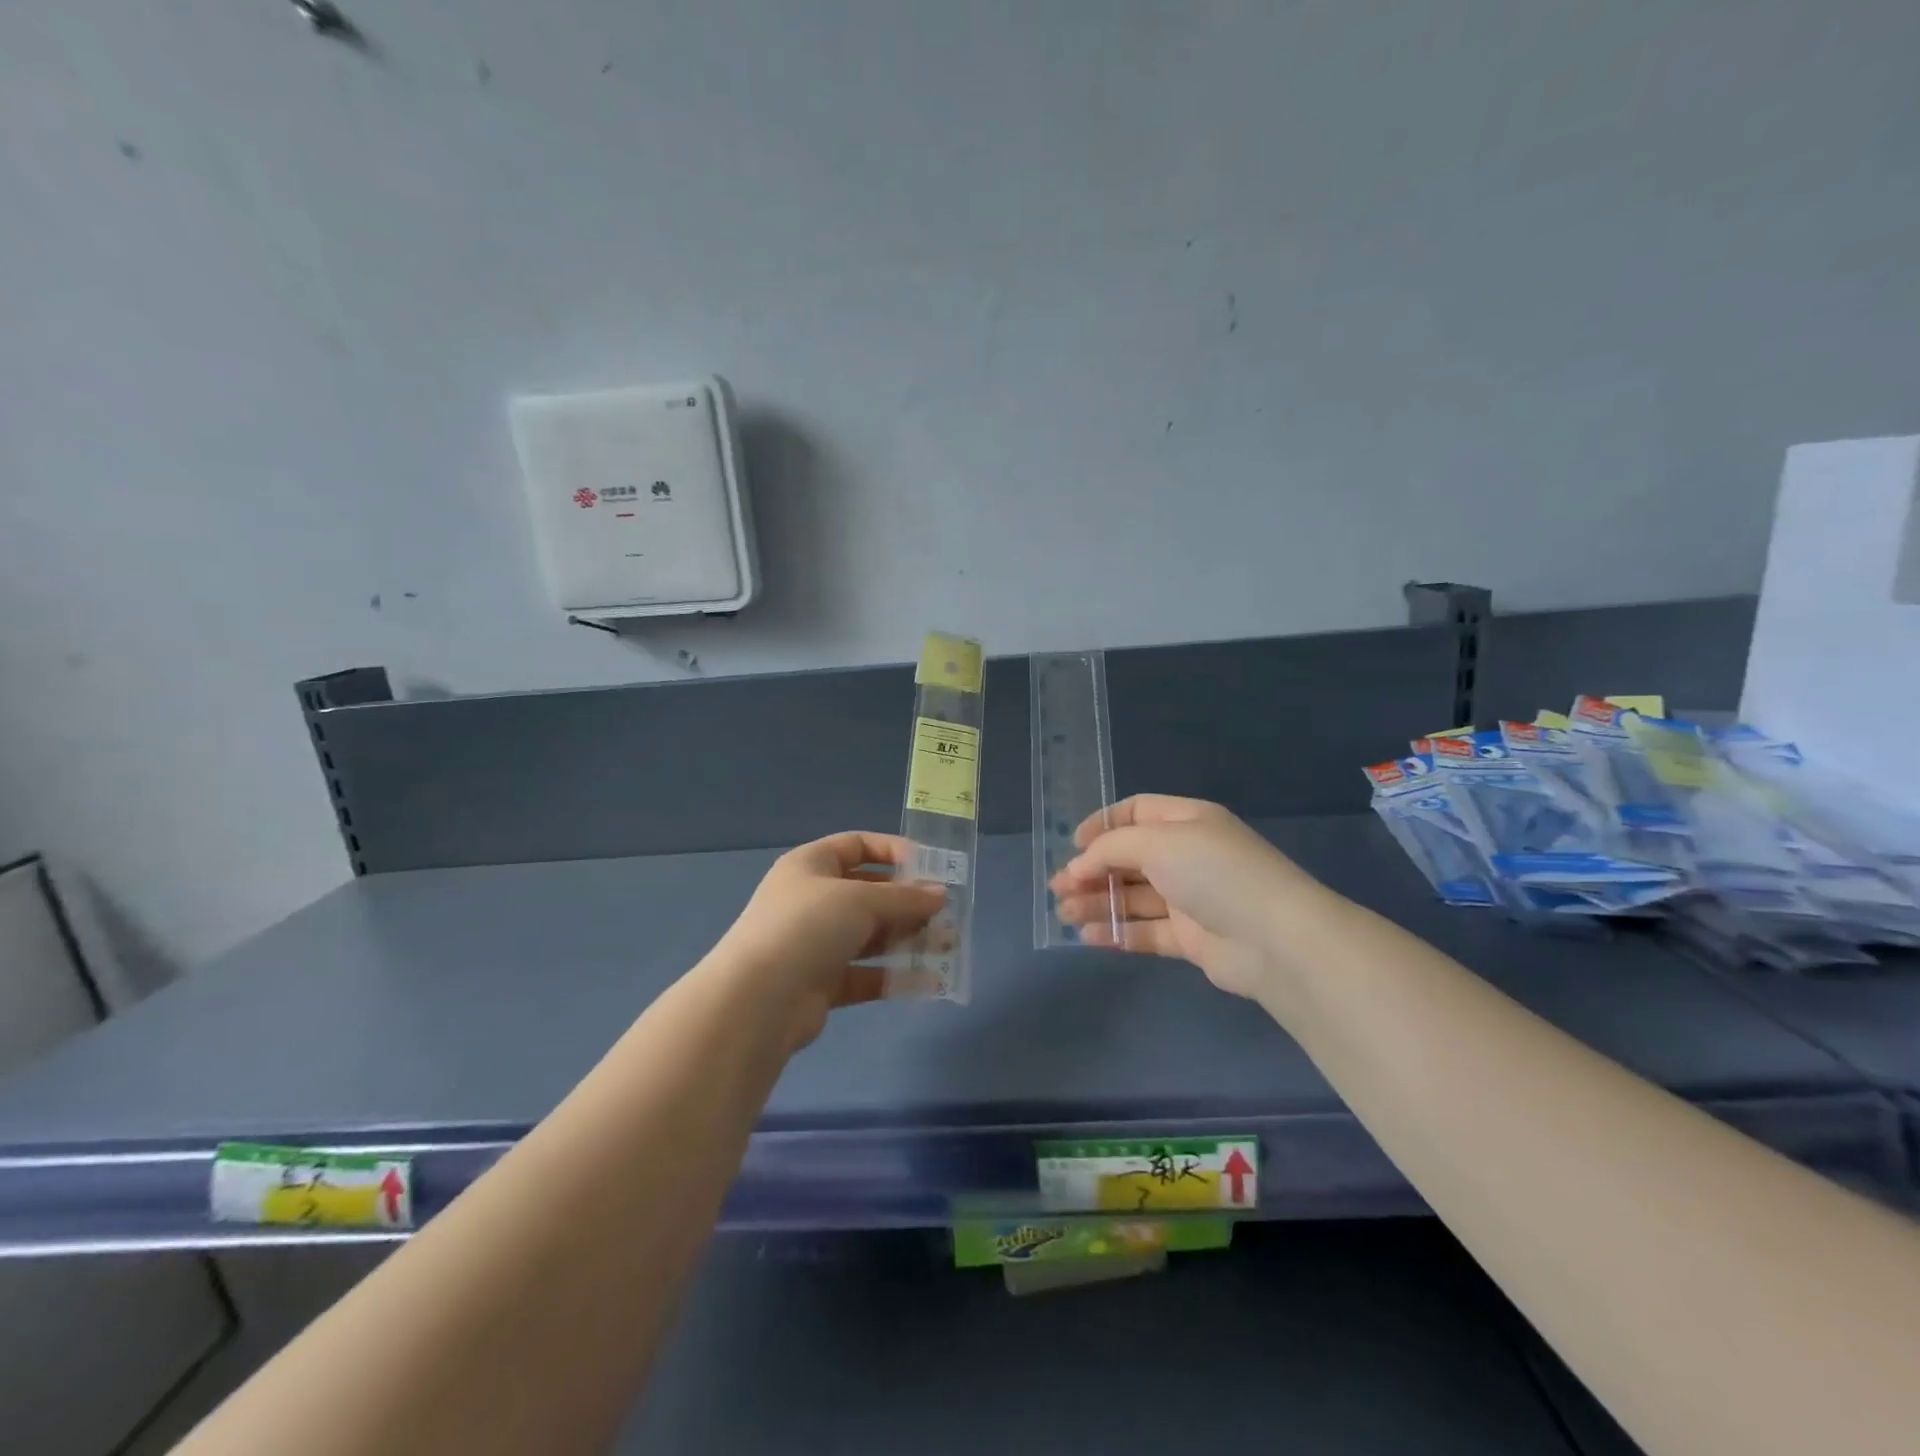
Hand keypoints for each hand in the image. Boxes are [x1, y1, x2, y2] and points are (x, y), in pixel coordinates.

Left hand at [708, 832, 945, 1047]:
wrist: (758, 1000)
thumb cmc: (807, 927)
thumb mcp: (860, 900)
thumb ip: (904, 898)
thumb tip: (940, 894)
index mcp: (811, 865)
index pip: (857, 846)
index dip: (893, 851)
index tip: (929, 867)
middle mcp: (812, 900)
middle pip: (868, 893)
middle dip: (908, 901)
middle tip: (947, 912)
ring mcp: (815, 943)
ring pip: (870, 936)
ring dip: (908, 938)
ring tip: (948, 944)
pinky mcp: (822, 984)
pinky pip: (866, 974)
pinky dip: (895, 976)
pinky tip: (929, 981)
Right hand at [1050, 795, 1320, 998]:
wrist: (1275, 939)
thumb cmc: (1214, 873)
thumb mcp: (1159, 843)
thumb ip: (1112, 848)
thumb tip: (1079, 863)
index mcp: (1187, 822)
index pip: (1136, 812)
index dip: (1102, 825)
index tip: (1073, 845)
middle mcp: (1188, 856)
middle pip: (1130, 858)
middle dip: (1092, 870)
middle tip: (1058, 887)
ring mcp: (1191, 898)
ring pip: (1134, 897)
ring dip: (1098, 902)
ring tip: (1064, 913)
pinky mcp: (1191, 938)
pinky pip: (1147, 931)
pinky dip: (1118, 931)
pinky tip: (1088, 936)